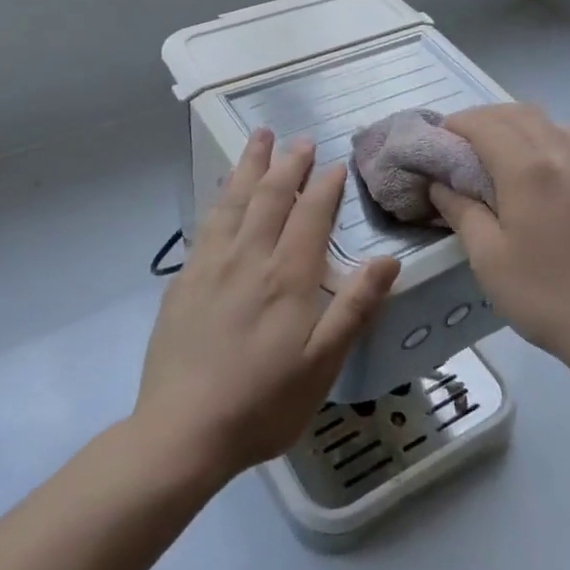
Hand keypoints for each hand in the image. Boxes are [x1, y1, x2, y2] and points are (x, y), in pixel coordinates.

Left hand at [137, 129, 399, 480]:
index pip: (310, 216)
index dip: (325, 186)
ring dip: (250, 166)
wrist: (181, 431)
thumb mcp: (321, 365)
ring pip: (234, 201)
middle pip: (270, 197)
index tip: (336, 163)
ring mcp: (210, 266)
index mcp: (286, 277)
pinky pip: (207, 223)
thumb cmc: (262, 404)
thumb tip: (387, 261)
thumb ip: (354, 308)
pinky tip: (223, 192)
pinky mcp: (184, 280)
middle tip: (300, 139)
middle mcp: (248, 258)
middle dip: (288, 163)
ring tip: (259, 138)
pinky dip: (221, 197)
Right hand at [430, 104, 569, 374]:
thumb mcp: (487, 258)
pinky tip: (543, 166)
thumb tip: (440, 184)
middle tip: (460, 144)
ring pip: (551, 121)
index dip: (456, 125)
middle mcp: (563, 153)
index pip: (484, 124)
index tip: (437, 141)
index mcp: (529, 169)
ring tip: (499, 150)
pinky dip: (550, 138)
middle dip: (484, 119)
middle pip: (518, 114)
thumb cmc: (543, 295)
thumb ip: (461, 211)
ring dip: (518, 124)